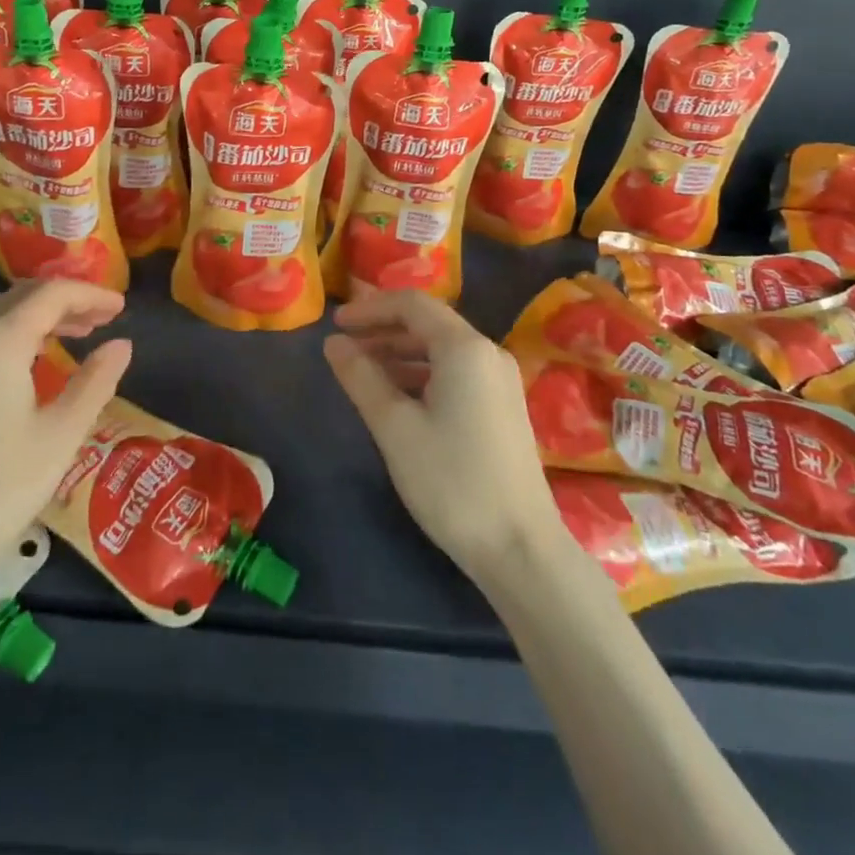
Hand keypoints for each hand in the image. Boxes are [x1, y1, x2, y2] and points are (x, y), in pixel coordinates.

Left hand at [0, 280, 131, 588]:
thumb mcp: (60, 436)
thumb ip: (94, 383)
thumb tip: (122, 345)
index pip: (51, 294)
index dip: (90, 294)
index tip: (122, 307)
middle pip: (23, 296)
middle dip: (68, 300)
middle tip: (106, 318)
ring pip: (2, 315)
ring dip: (44, 316)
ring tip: (82, 334)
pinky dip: (21, 334)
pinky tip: (40, 361)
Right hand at [324, 291, 557, 587]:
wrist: (520, 549)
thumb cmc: (451, 481)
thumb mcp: (394, 427)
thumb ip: (361, 377)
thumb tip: (333, 343)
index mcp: (464, 348)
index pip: (412, 304)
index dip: (369, 308)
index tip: (334, 325)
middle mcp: (487, 353)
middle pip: (428, 323)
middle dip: (382, 329)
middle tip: (343, 346)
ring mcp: (500, 381)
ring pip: (441, 349)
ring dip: (399, 352)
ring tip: (362, 371)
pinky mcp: (502, 407)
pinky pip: (455, 372)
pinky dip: (421, 374)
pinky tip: (397, 397)